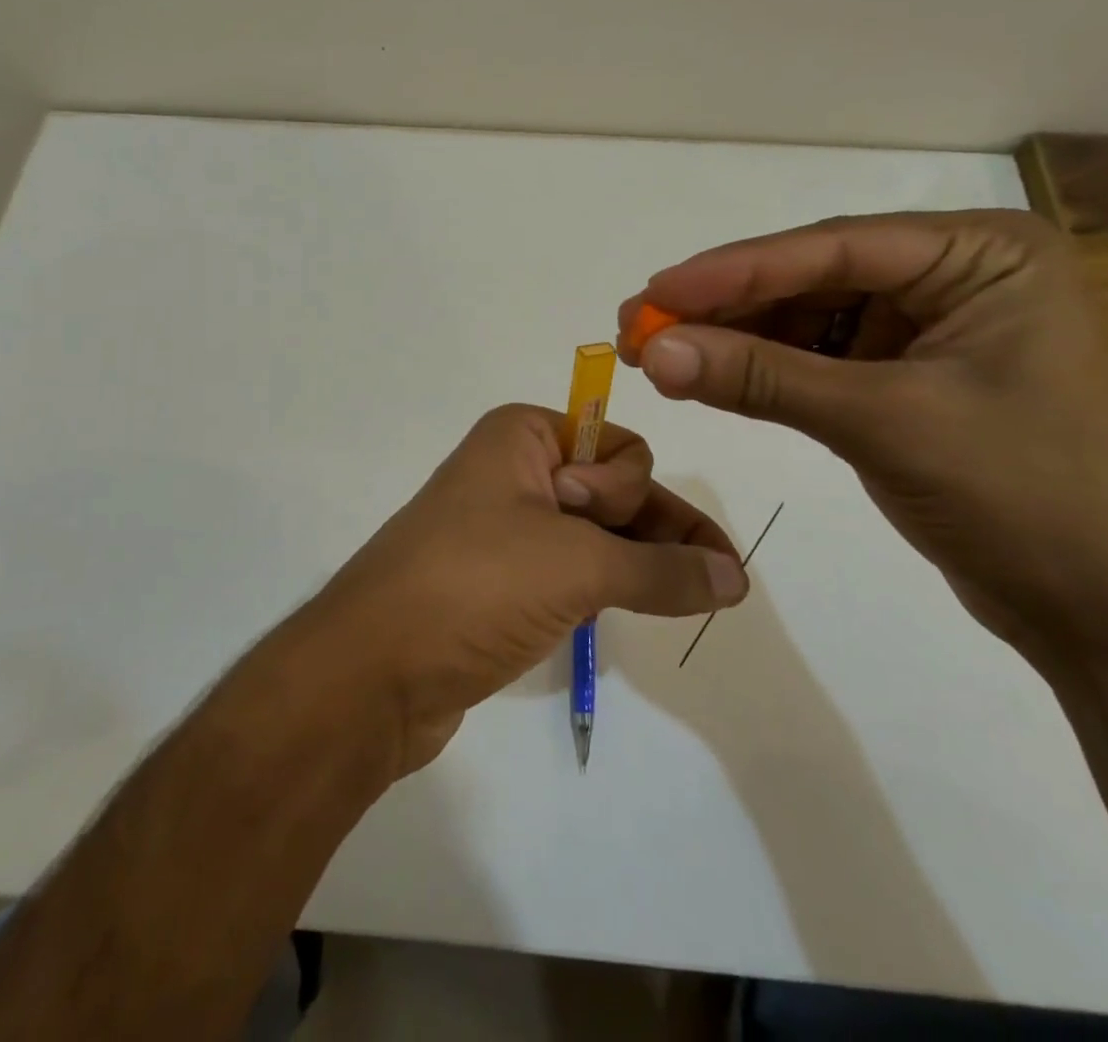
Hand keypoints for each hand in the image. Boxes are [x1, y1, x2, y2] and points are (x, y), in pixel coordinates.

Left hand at [306, 404, 744, 772]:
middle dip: (655, 528)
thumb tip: (736, 578)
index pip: (618, 446)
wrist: (372, 671)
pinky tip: (647, 605)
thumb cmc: (473, 585)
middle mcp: (515, 470)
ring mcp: (507, 528)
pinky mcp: (502, 580)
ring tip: (695, 597)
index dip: (627, 488)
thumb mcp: (576, 566)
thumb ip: (663, 570)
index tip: (599, 524)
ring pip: (598, 534)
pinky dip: (613, 585)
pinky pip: (574, 569)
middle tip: (711, 578)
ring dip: (642, 561)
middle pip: (615, 489)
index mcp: (522, 435)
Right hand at [619, 211, 1107, 662]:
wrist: (1102, 609)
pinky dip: (760, 368)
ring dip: (733, 336)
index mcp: (982, 254)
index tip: (655, 290)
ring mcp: (926, 325)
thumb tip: (652, 352)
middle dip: (725, 305)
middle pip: (812, 277)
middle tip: (639, 322)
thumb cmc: (1022, 495)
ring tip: (657, 352)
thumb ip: (762, 379)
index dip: (734, 271)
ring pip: (806, 316)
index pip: (834, 249)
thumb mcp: (882, 422)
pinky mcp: (902, 373)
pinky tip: (706, 373)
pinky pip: (815, 357)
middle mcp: (953, 274)